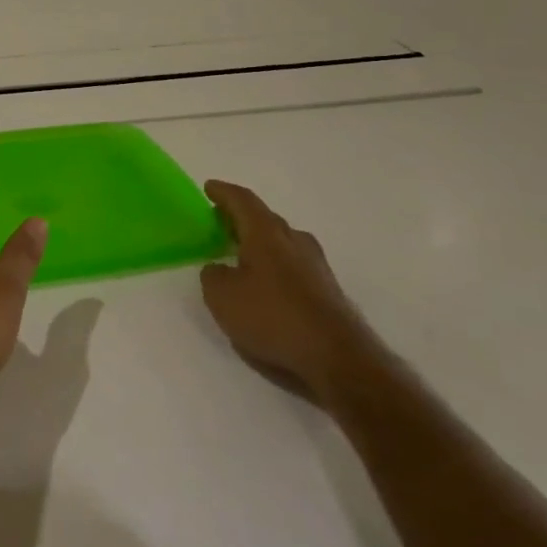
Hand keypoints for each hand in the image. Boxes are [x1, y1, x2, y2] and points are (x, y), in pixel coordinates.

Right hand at [200, 180, 376, 404]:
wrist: (337, 358)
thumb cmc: (272, 317)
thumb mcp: (221, 296)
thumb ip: (213, 275)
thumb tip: (219, 268)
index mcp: (266, 233)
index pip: (242, 201)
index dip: (223, 192)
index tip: (209, 187)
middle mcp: (294, 241)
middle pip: (265, 219)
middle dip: (241, 218)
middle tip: (221, 221)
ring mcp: (316, 266)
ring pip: (282, 242)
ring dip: (261, 242)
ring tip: (241, 253)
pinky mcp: (328, 291)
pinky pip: (294, 265)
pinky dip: (275, 265)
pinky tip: (266, 284)